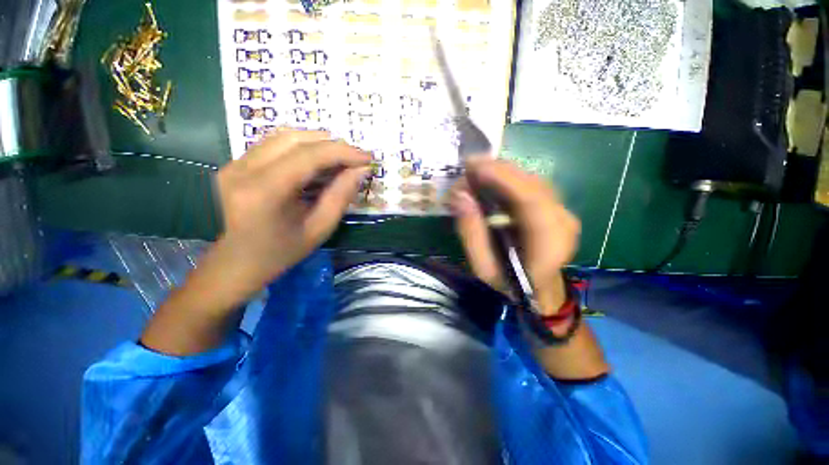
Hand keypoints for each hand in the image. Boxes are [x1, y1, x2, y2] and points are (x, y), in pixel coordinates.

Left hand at [214, 130, 370, 295]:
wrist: (238, 262)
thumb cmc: (282, 252)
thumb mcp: (320, 228)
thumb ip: (341, 196)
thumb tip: (361, 170)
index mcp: (264, 191)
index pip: (309, 156)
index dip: (342, 152)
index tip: (367, 157)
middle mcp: (243, 169)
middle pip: (295, 139)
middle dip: (332, 144)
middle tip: (356, 158)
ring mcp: (235, 163)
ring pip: (284, 136)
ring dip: (318, 143)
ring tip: (341, 158)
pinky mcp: (236, 163)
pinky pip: (274, 144)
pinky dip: (302, 148)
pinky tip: (318, 161)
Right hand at [450, 158, 580, 315]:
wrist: (539, 291)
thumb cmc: (510, 285)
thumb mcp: (483, 267)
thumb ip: (471, 233)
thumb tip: (459, 196)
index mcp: (549, 242)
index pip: (530, 198)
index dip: (501, 177)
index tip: (472, 165)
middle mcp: (562, 220)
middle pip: (530, 182)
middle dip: (496, 170)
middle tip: (465, 170)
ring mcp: (562, 210)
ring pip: (530, 179)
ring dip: (500, 172)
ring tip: (473, 175)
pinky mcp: (554, 206)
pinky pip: (529, 184)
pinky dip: (507, 179)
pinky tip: (489, 182)